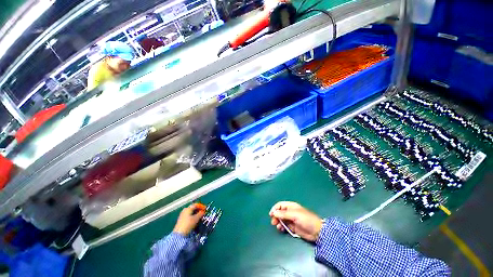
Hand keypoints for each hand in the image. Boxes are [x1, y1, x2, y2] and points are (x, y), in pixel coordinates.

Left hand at [173, 203, 205, 235]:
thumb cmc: (188, 224)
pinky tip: (195, 219)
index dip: (201, 206)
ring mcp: (182, 215)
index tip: (205, 208)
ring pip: (191, 212)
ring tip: (200, 216)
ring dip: (196, 213)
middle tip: (203, 212)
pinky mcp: (181, 220)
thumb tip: (203, 211)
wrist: (179, 234)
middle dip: (198, 210)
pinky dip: (192, 216)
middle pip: (193, 208)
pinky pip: (188, 215)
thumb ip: (200, 214)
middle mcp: (184, 210)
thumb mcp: (196, 218)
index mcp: (188, 208)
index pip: (196, 205)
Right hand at [269, 201, 322, 241]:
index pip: (280, 205)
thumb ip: (283, 214)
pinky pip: (285, 226)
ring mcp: (291, 220)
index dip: (275, 209)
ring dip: (278, 222)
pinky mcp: (293, 227)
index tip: (271, 214)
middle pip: (280, 212)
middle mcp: (290, 212)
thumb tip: (274, 212)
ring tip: (277, 226)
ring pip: (281, 219)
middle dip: (276, 216)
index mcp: (291, 206)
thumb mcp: (294, 215)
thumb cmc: (306, 219)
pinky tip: (281, 229)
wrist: (316, 231)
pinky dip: (282, 227)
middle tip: (273, 222)